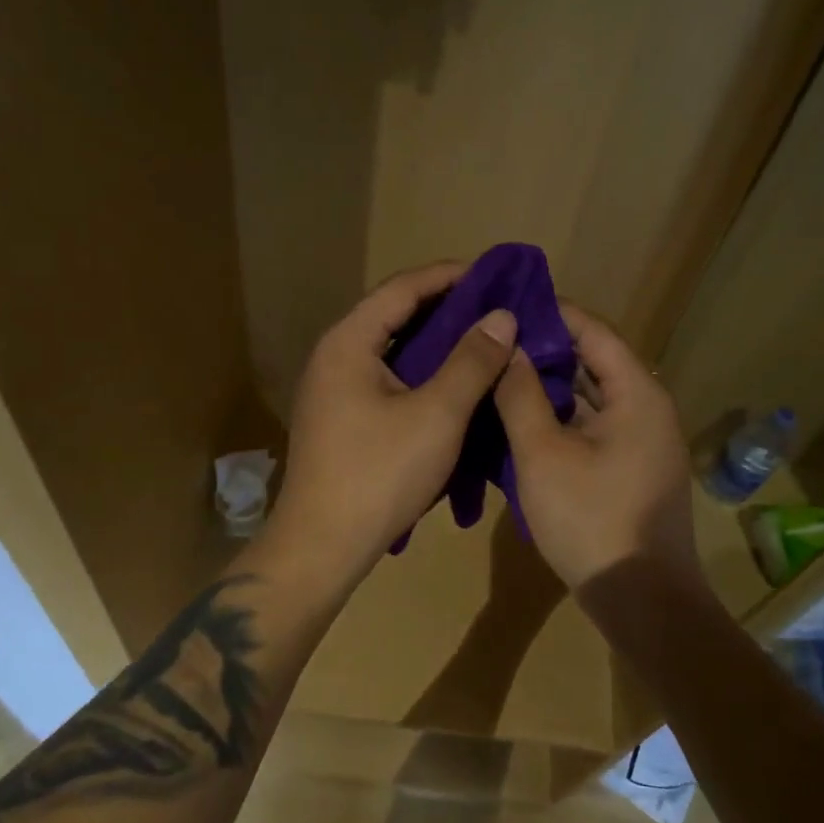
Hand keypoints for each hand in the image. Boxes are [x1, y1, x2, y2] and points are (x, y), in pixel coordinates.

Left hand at [265, 262, 518, 588]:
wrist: (321, 546)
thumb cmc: (380, 474)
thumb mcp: (437, 414)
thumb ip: (471, 361)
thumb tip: (502, 316)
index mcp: (348, 342)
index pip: (402, 288)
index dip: (449, 275)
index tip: (494, 276)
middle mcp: (333, 355)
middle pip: (393, 314)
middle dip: (445, 307)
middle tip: (495, 309)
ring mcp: (332, 388)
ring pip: (390, 349)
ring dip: (434, 341)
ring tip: (481, 340)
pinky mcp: (339, 417)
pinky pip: (384, 376)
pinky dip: (419, 371)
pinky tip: (450, 383)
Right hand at [494, 302, 696, 592]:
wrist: (643, 601)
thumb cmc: (591, 520)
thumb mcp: (542, 454)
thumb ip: (521, 396)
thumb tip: (507, 348)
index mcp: (637, 394)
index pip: (594, 331)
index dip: (553, 313)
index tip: (509, 306)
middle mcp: (648, 409)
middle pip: (595, 362)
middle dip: (546, 350)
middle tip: (496, 341)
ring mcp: (643, 442)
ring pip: (592, 398)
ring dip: (551, 386)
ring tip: (501, 374)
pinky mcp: (632, 470)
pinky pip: (594, 427)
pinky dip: (562, 418)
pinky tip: (523, 421)